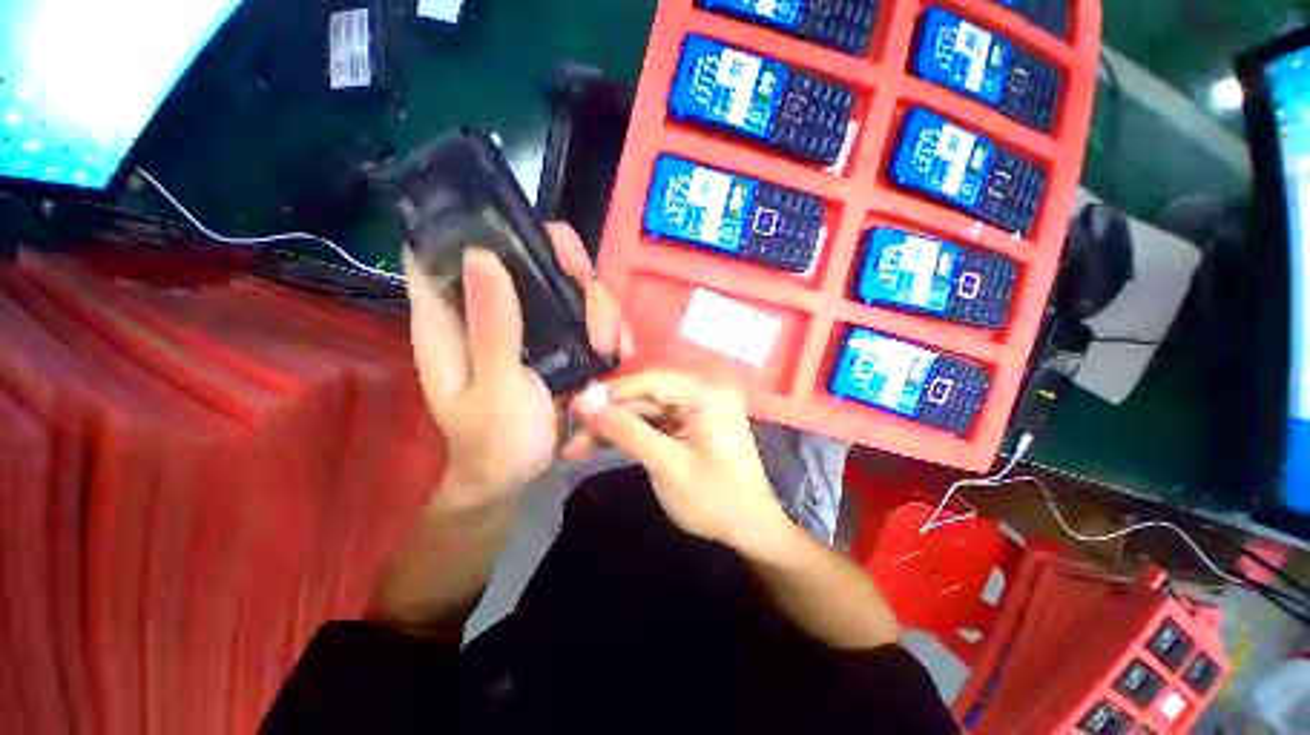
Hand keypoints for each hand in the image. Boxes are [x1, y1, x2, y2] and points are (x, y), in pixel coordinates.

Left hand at [403, 223, 631, 500]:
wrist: (519, 474)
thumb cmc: (495, 441)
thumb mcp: (495, 389)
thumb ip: (491, 329)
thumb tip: (481, 256)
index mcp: (451, 319)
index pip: (447, 250)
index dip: (479, 226)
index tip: (522, 231)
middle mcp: (490, 310)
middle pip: (527, 255)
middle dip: (564, 262)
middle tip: (590, 288)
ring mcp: (528, 323)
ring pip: (566, 284)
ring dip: (597, 305)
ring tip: (612, 346)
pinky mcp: (556, 339)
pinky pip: (586, 315)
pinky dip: (608, 325)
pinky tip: (621, 350)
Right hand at [566, 372, 792, 549]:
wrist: (750, 528)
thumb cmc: (715, 499)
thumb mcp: (667, 466)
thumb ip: (627, 431)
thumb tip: (585, 403)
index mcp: (706, 391)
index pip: (649, 380)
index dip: (609, 392)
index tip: (574, 406)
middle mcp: (702, 389)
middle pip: (644, 394)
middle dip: (608, 414)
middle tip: (571, 433)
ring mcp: (696, 405)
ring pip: (644, 408)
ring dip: (613, 426)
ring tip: (576, 445)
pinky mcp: (689, 421)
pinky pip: (653, 420)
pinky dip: (629, 433)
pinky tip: (600, 445)